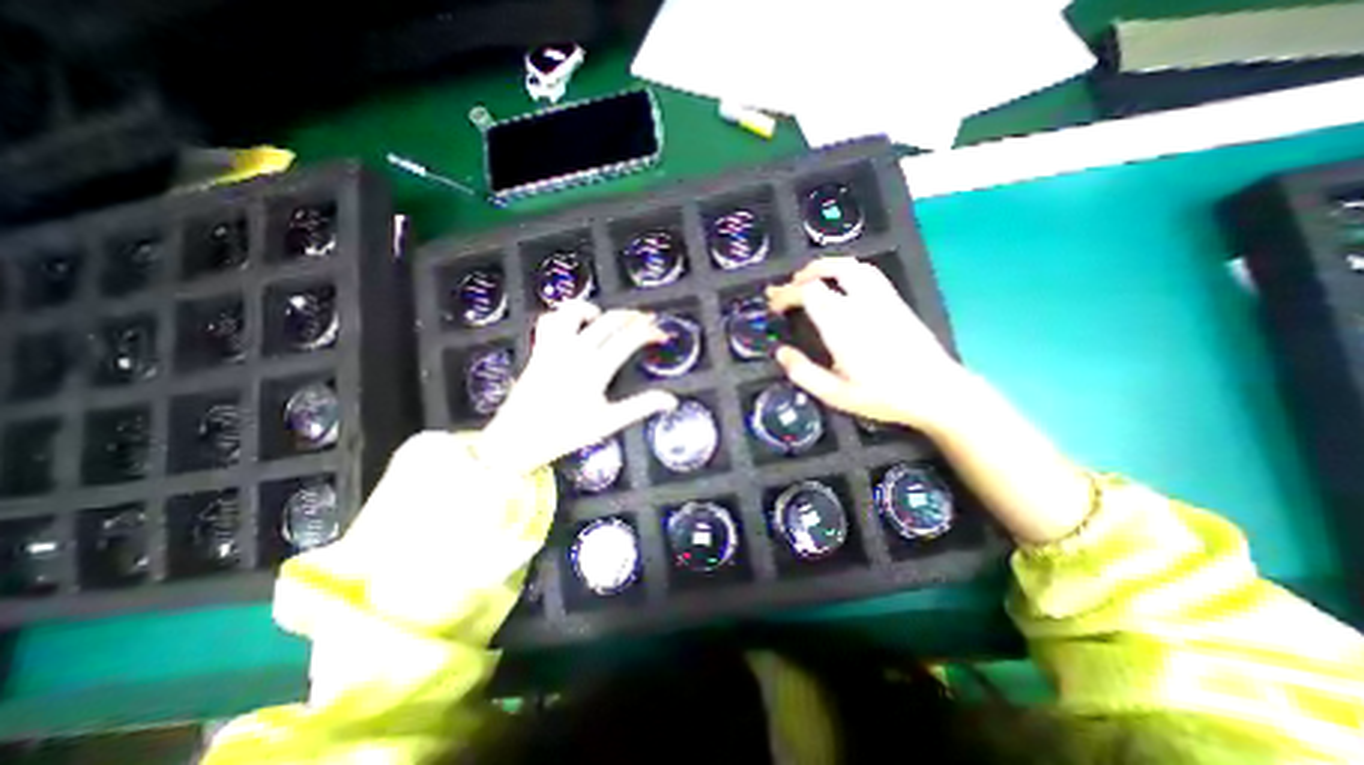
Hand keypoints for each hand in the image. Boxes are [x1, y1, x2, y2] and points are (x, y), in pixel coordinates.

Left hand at [477, 300, 678, 475]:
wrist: (517, 439)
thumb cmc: (565, 433)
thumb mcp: (608, 422)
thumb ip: (640, 407)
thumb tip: (670, 400)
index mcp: (595, 368)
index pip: (629, 338)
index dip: (649, 331)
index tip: (661, 333)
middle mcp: (575, 350)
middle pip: (609, 320)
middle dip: (632, 316)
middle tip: (646, 320)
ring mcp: (554, 347)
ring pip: (574, 311)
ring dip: (594, 310)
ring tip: (606, 318)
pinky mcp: (539, 349)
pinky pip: (548, 320)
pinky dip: (562, 316)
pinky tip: (572, 325)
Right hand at [765, 256, 967, 434]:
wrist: (938, 392)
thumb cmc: (884, 396)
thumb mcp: (836, 394)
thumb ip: (804, 373)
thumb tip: (781, 353)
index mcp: (843, 325)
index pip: (808, 292)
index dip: (786, 293)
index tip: (774, 304)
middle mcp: (862, 303)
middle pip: (830, 270)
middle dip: (803, 275)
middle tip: (789, 287)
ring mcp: (882, 299)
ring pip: (852, 266)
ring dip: (826, 267)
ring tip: (812, 280)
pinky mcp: (896, 302)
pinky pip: (868, 274)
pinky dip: (847, 271)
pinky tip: (842, 287)